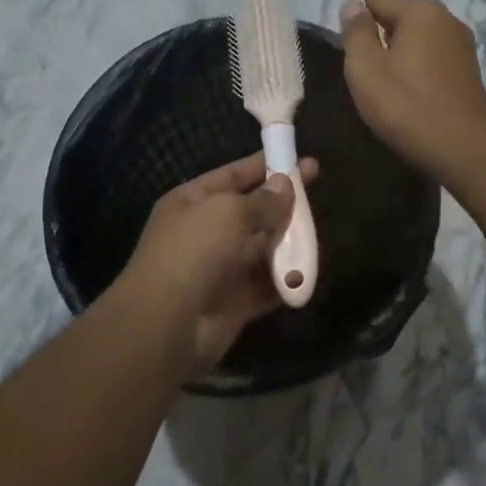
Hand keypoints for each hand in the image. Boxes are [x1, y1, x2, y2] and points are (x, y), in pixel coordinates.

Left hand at [117, 152, 319, 374]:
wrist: (168, 324)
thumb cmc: (194, 252)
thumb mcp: (228, 212)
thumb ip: (263, 200)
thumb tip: (285, 184)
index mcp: (193, 201)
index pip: (234, 175)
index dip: (266, 165)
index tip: (301, 161)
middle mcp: (206, 232)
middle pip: (253, 212)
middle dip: (283, 205)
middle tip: (317, 194)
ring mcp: (221, 268)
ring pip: (264, 248)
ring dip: (288, 243)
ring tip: (316, 235)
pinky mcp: (236, 301)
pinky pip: (267, 284)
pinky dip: (286, 279)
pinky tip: (307, 271)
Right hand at [339, 0, 485, 175]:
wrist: (462, 146)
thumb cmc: (406, 105)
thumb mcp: (366, 68)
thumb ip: (355, 33)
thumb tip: (352, 4)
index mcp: (420, 11)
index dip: (357, 17)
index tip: (347, 43)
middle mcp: (446, 19)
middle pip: (402, 15)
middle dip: (380, 32)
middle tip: (361, 64)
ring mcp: (462, 45)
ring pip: (420, 37)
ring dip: (400, 50)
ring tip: (382, 78)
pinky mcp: (468, 70)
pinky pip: (434, 56)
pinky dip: (418, 65)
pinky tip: (408, 88)